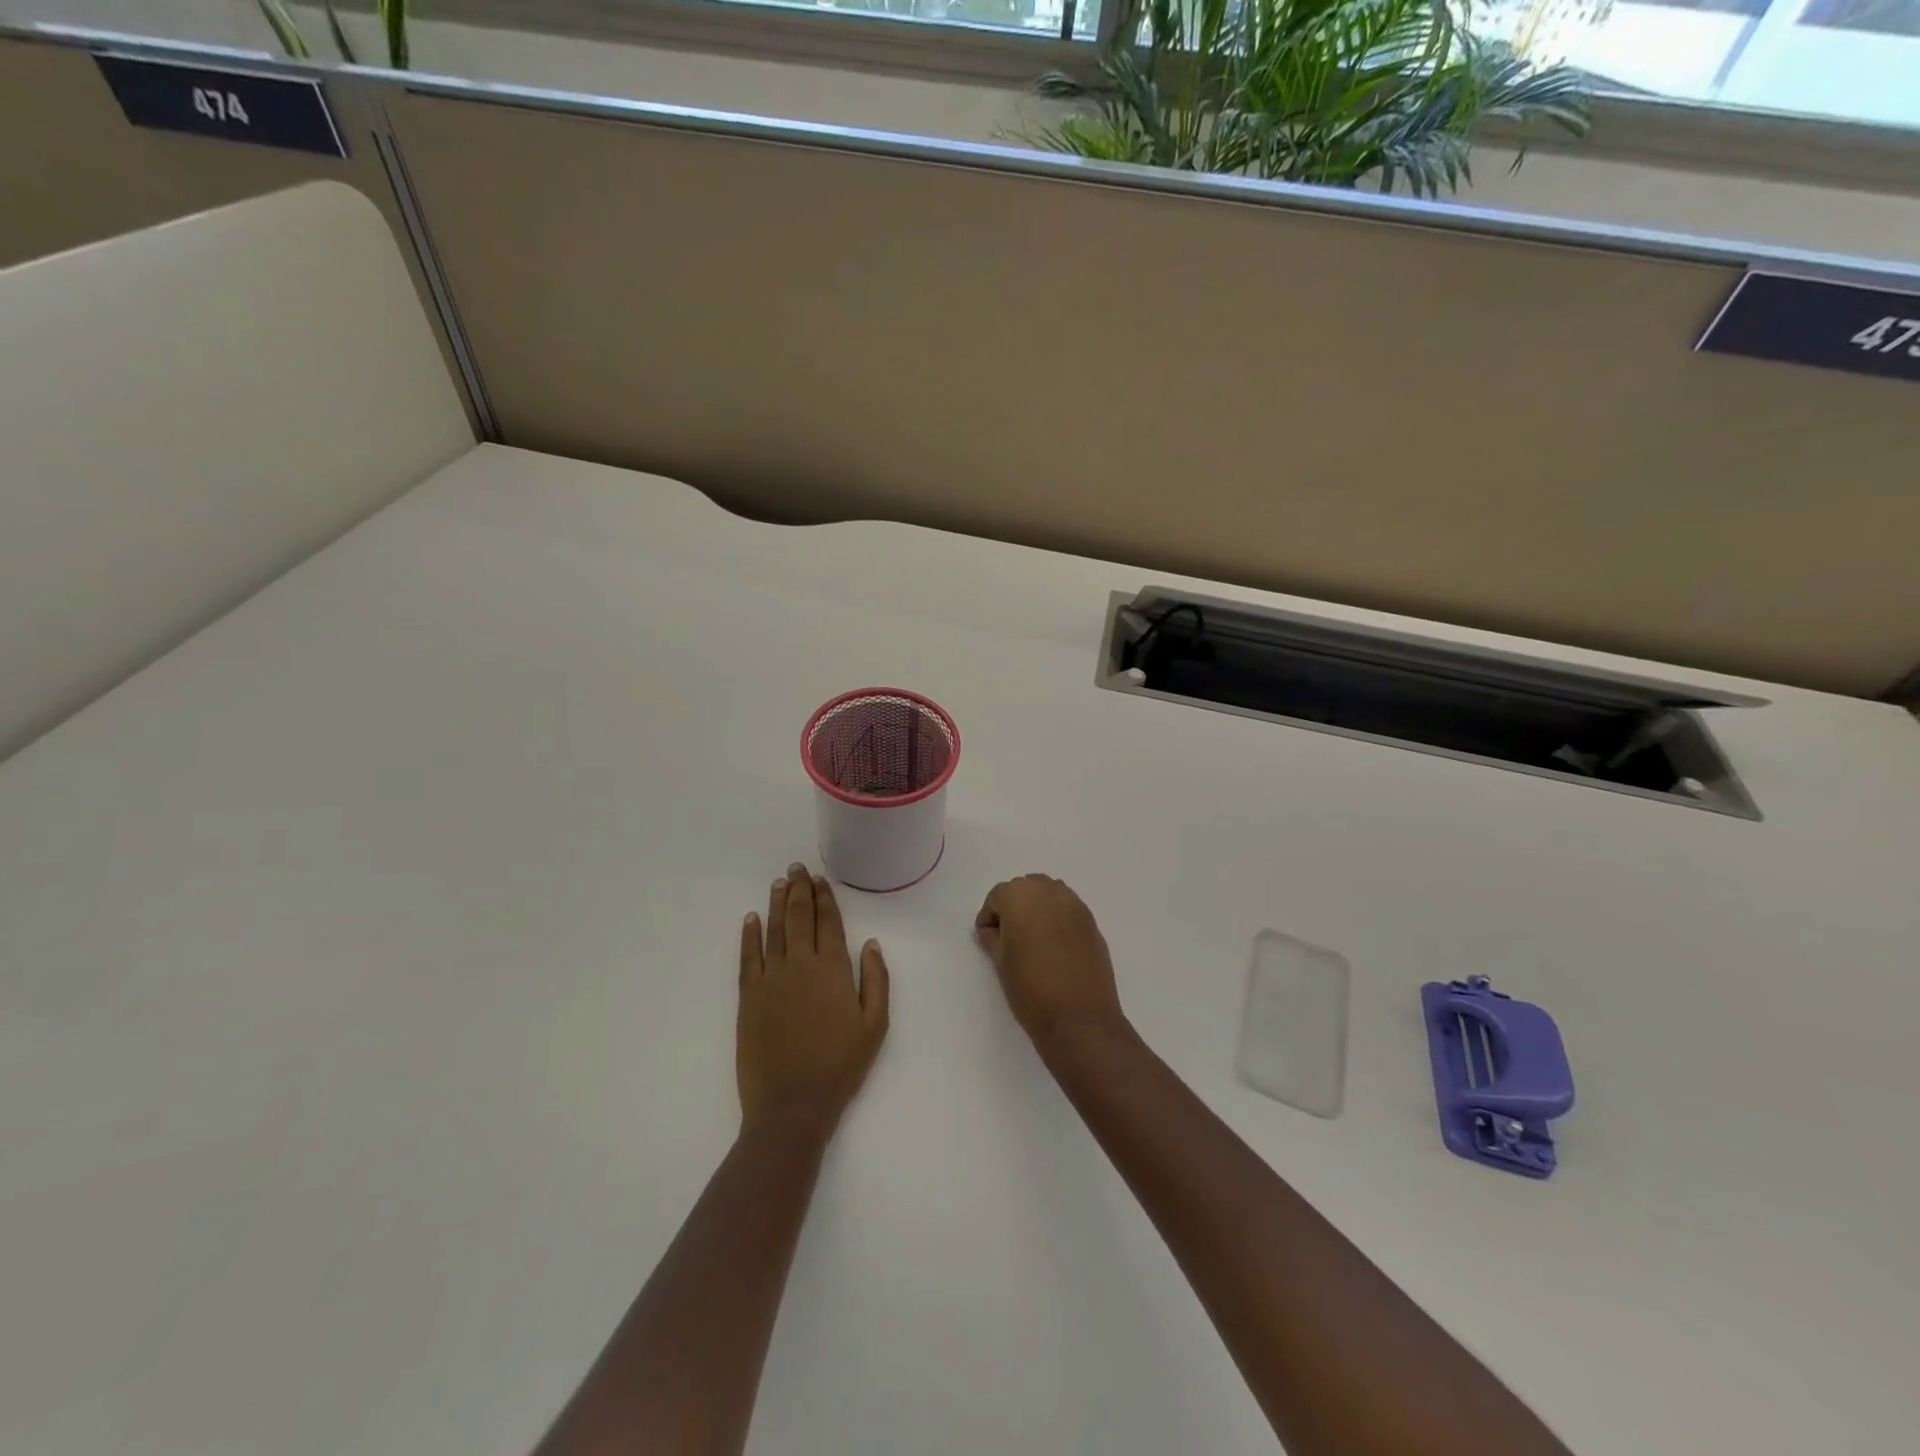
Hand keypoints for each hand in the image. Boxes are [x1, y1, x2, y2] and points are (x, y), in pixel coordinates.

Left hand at [738, 864, 889, 1133]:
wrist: (791, 1105)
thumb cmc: (840, 1066)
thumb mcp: (875, 1026)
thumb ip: (876, 980)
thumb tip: (870, 943)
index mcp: (834, 970)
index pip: (829, 923)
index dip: (825, 898)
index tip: (820, 879)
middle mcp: (801, 965)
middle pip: (800, 918)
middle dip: (799, 890)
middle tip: (797, 868)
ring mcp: (771, 979)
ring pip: (774, 931)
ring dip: (777, 904)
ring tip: (779, 883)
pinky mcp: (748, 997)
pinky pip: (747, 957)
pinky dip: (749, 935)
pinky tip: (751, 918)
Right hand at [975, 875, 1128, 1052]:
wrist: (1079, 1019)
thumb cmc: (1030, 989)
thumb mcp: (1000, 962)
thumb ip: (992, 937)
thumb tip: (993, 930)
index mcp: (1020, 896)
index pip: (997, 896)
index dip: (989, 918)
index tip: (988, 940)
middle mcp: (1049, 891)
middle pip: (1024, 889)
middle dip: (1014, 908)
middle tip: (1009, 939)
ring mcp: (1075, 905)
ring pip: (1048, 896)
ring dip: (1037, 910)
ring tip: (1033, 942)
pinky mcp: (1092, 921)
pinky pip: (1067, 910)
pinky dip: (1057, 920)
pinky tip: (1055, 948)